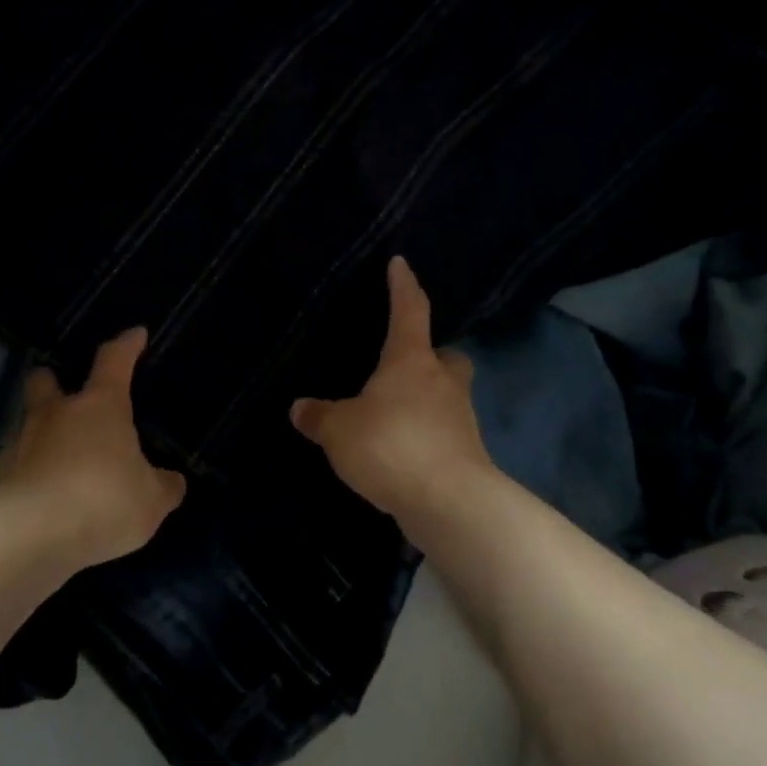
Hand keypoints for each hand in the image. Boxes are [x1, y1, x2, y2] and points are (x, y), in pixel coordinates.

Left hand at [0, 327, 186, 567]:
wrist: (28, 538)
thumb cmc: (102, 502)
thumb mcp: (151, 501)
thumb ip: (164, 487)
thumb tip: (173, 480)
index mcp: (100, 407)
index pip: (114, 361)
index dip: (126, 346)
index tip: (135, 334)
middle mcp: (55, 415)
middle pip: (46, 381)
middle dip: (53, 381)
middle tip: (63, 392)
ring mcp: (19, 444)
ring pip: (26, 424)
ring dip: (40, 433)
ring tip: (57, 458)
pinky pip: (14, 467)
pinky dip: (26, 475)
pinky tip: (39, 498)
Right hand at [290, 257, 495, 521]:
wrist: (449, 501)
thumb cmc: (391, 446)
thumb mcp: (340, 431)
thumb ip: (320, 418)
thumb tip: (299, 408)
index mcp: (411, 361)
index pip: (410, 310)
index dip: (403, 286)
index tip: (401, 264)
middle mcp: (442, 382)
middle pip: (445, 356)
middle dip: (431, 355)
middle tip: (407, 364)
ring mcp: (460, 419)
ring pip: (447, 396)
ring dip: (427, 399)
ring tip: (395, 415)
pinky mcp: (466, 453)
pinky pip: (443, 432)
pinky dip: (426, 436)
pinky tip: (403, 452)